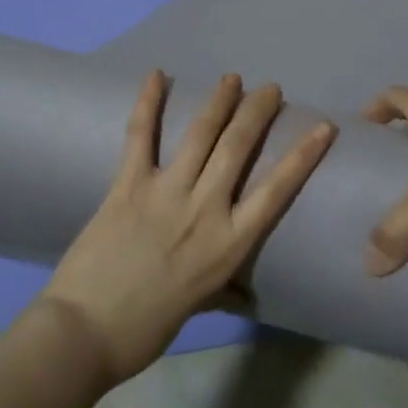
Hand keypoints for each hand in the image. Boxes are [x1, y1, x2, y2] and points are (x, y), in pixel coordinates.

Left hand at [43, 71, 335, 384]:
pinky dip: (148, 103)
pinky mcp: (128, 184)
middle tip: (270, 89)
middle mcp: (205, 209)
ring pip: (200, 134)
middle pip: (239, 147)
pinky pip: (140, 136)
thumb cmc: (146, 329)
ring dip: (219, 101)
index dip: (303, 155)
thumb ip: (224, 290)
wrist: (85, 333)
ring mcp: (166, 192)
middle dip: (258, 112)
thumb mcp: (200, 307)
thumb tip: (245, 294)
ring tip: (233, 78)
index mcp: (229, 244)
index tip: (322, 127)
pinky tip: (157, 74)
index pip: (277, 190)